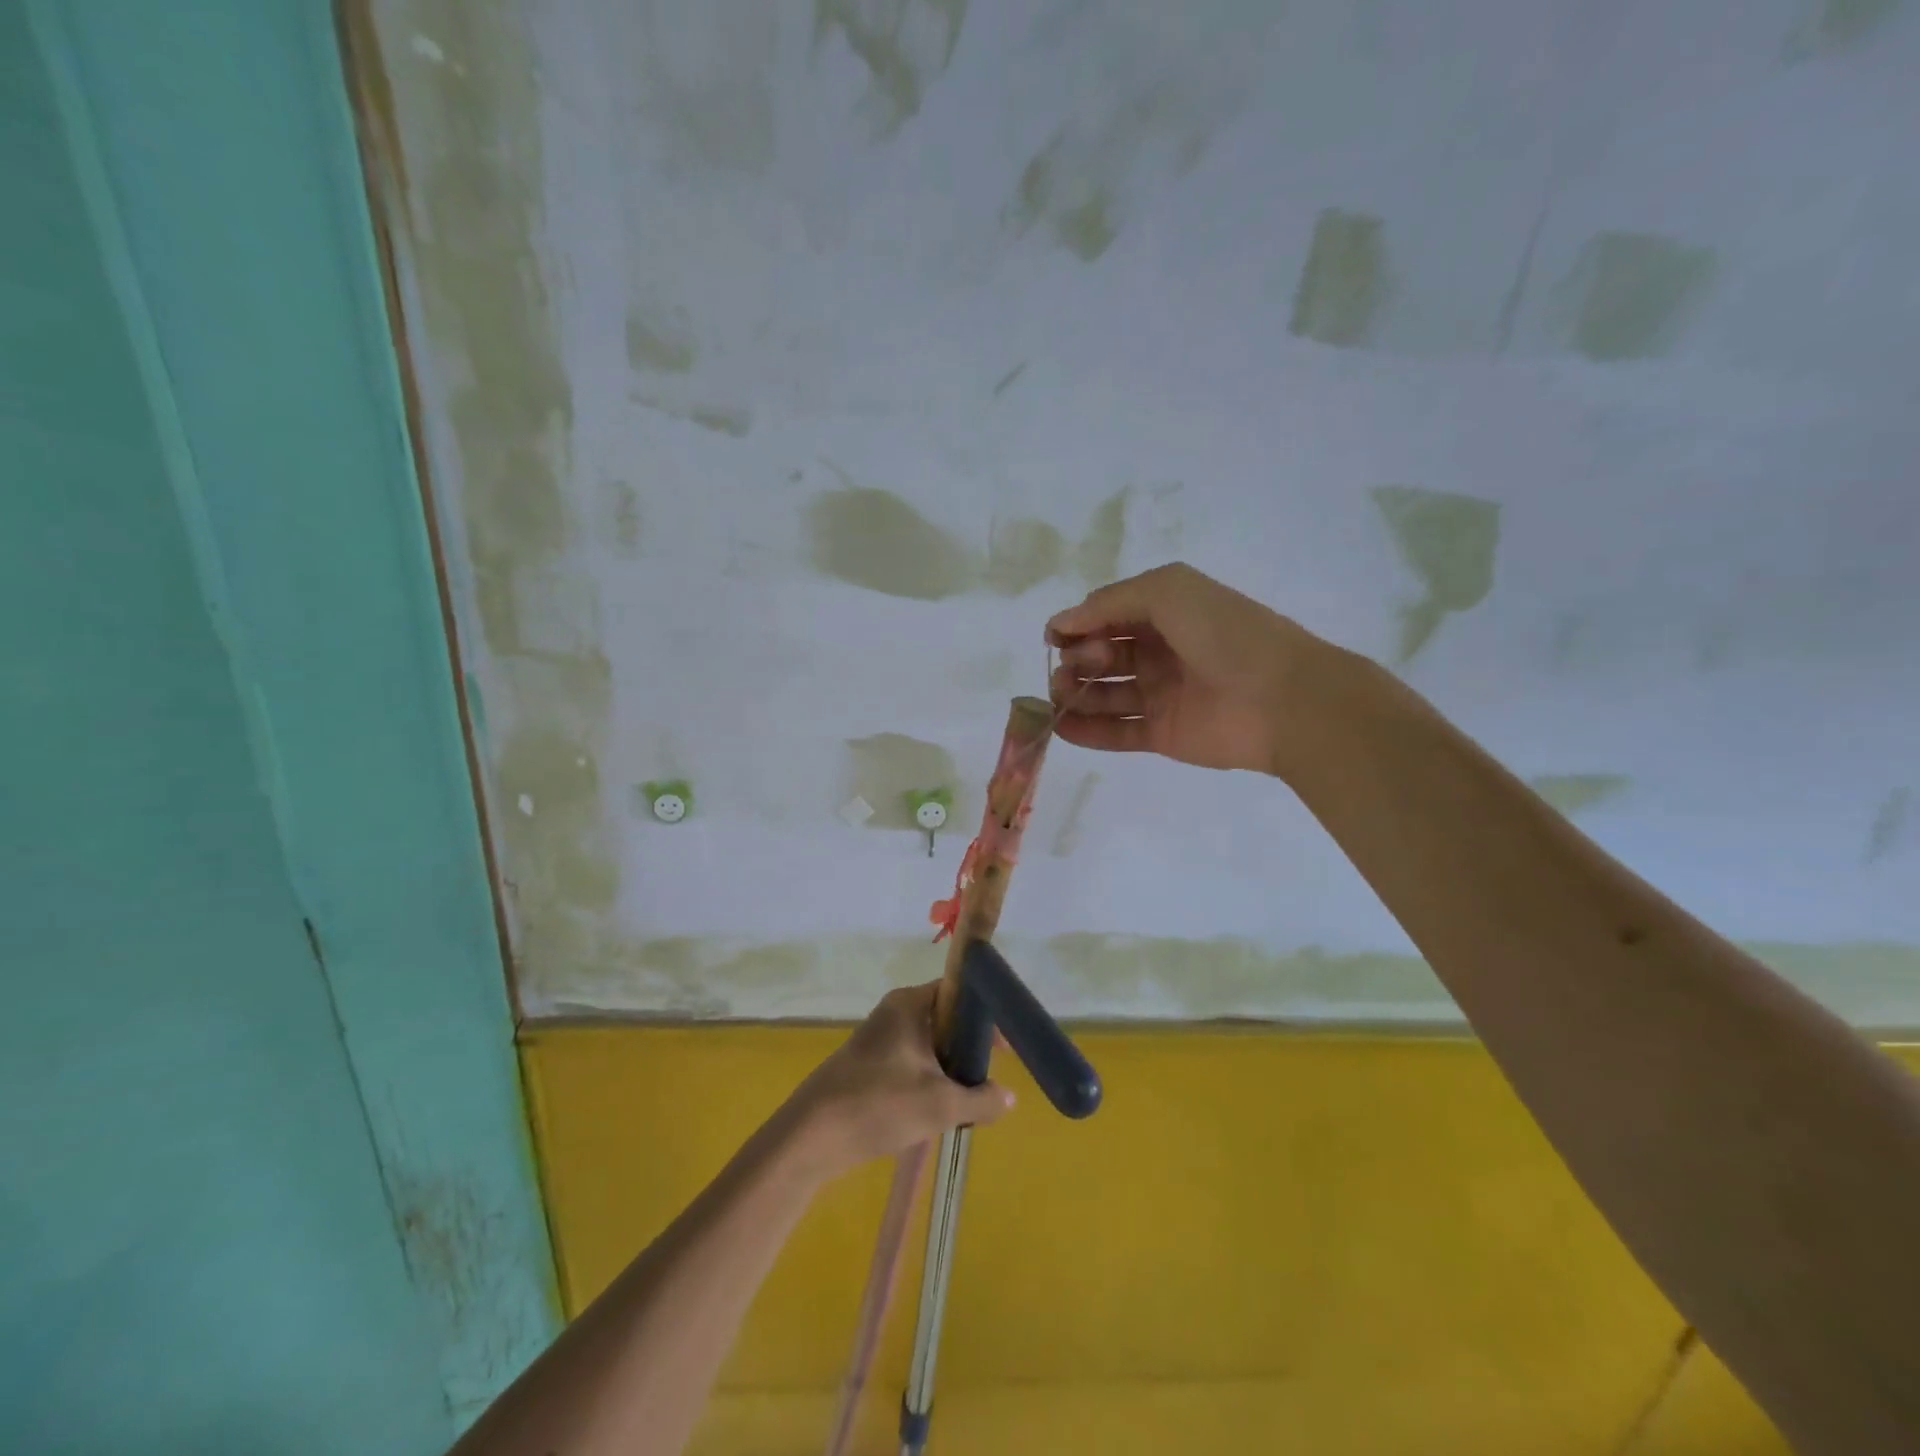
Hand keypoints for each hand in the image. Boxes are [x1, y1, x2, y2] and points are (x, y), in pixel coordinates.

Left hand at [786, 983, 1012, 1179]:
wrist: (812, 1136)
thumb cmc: (879, 1104)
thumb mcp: (940, 1105)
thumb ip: (981, 1099)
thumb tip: (1009, 1098)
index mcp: (910, 1004)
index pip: (958, 991)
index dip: (985, 1016)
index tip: (1004, 1049)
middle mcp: (894, 1012)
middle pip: (946, 1019)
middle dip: (969, 1048)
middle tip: (988, 1077)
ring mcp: (879, 1039)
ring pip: (929, 1045)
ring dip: (950, 1068)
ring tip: (968, 1099)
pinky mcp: (869, 1065)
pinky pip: (912, 1062)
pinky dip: (929, 1080)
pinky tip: (938, 1111)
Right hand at [1046, 562, 1323, 775]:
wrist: (1281, 698)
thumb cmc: (1225, 634)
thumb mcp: (1168, 592)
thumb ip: (1110, 602)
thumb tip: (1060, 623)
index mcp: (1164, 614)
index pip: (1106, 616)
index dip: (1078, 624)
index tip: (1055, 637)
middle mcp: (1159, 652)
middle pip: (1100, 655)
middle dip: (1078, 658)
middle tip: (1081, 665)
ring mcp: (1160, 695)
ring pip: (1103, 694)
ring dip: (1074, 693)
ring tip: (1061, 696)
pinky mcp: (1161, 735)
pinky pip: (1116, 733)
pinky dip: (1086, 731)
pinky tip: (1062, 728)